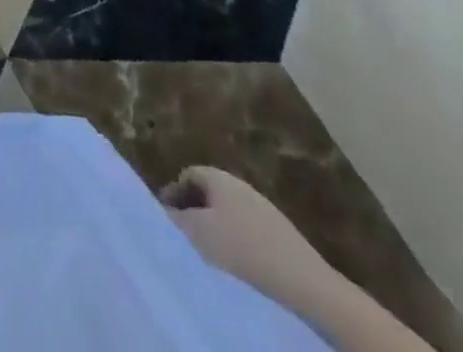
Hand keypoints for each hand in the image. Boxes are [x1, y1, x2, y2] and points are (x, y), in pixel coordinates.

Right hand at [161, 167, 340, 310]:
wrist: (305, 287)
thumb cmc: (241, 251)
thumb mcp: (196, 234)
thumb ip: (173, 220)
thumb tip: (158, 213)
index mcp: (220, 177)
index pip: (189, 174)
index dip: (173, 194)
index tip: (164, 220)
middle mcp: (242, 186)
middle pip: (209, 195)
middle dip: (194, 215)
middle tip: (183, 241)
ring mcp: (266, 212)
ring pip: (230, 217)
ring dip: (216, 234)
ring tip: (208, 261)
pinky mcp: (284, 239)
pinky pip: (250, 236)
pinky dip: (237, 249)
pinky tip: (237, 273)